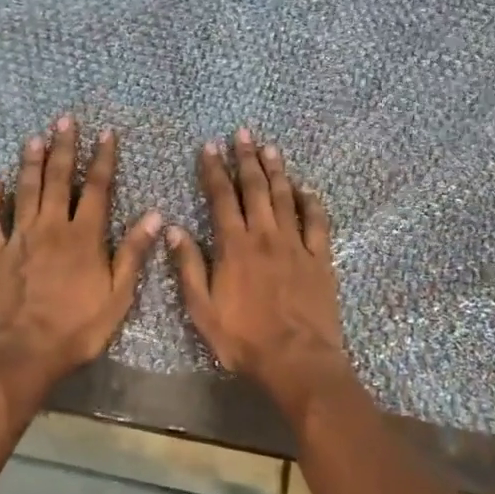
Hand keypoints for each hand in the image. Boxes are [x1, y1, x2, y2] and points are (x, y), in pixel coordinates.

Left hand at [0, 115, 161, 406]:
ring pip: (25, 190)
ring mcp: (18, 238)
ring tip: (35, 138)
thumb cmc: (77, 328)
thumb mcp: (118, 296)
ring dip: (31, 162)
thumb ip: (133, 252)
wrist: (24, 354)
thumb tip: (154, 215)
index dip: (103, 159)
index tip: (106, 134)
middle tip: (65, 120)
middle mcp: (51, 227)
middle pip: (59, 179)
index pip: (98, 188)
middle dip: (64, 147)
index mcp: (84, 236)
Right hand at [166, 128, 353, 421]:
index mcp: (234, 246)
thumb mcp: (203, 309)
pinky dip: (311, 203)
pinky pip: (317, 223)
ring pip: (285, 198)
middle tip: (243, 133)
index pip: (221, 198)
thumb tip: (173, 228)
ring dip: (277, 171)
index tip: (210, 146)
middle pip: (255, 188)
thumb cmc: (244, 339)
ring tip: (270, 148)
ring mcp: (296, 245)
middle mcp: (265, 236)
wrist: (297, 360)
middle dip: (246, 159)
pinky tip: (306, 189)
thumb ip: (189, 266)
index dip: (214, 170)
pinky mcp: (320, 259)